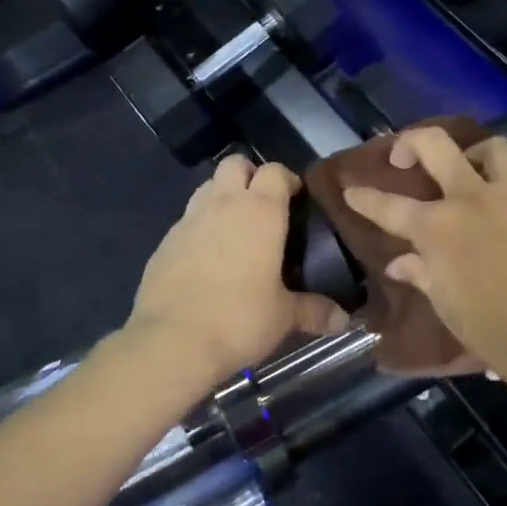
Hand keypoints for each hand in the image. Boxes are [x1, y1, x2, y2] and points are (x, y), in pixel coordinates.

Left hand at [127, 156, 349, 387]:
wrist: (171, 341)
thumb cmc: (239, 318)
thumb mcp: (284, 317)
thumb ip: (314, 311)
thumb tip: (342, 320)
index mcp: (260, 210)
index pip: (276, 171)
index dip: (288, 179)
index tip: (298, 199)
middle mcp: (223, 204)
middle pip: (235, 164)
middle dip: (250, 175)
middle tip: (264, 206)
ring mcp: (189, 219)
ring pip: (208, 186)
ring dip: (223, 196)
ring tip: (235, 227)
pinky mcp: (165, 241)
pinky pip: (187, 219)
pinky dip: (200, 226)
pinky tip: (207, 257)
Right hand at [343, 128, 506, 373]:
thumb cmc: (488, 328)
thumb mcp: (444, 302)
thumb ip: (419, 273)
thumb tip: (399, 263)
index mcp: (438, 228)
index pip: (389, 206)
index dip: (364, 197)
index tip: (351, 189)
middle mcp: (471, 201)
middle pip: (436, 144)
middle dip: (411, 142)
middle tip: (404, 158)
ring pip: (492, 148)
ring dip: (472, 153)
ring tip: (465, 170)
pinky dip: (500, 194)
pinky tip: (498, 220)